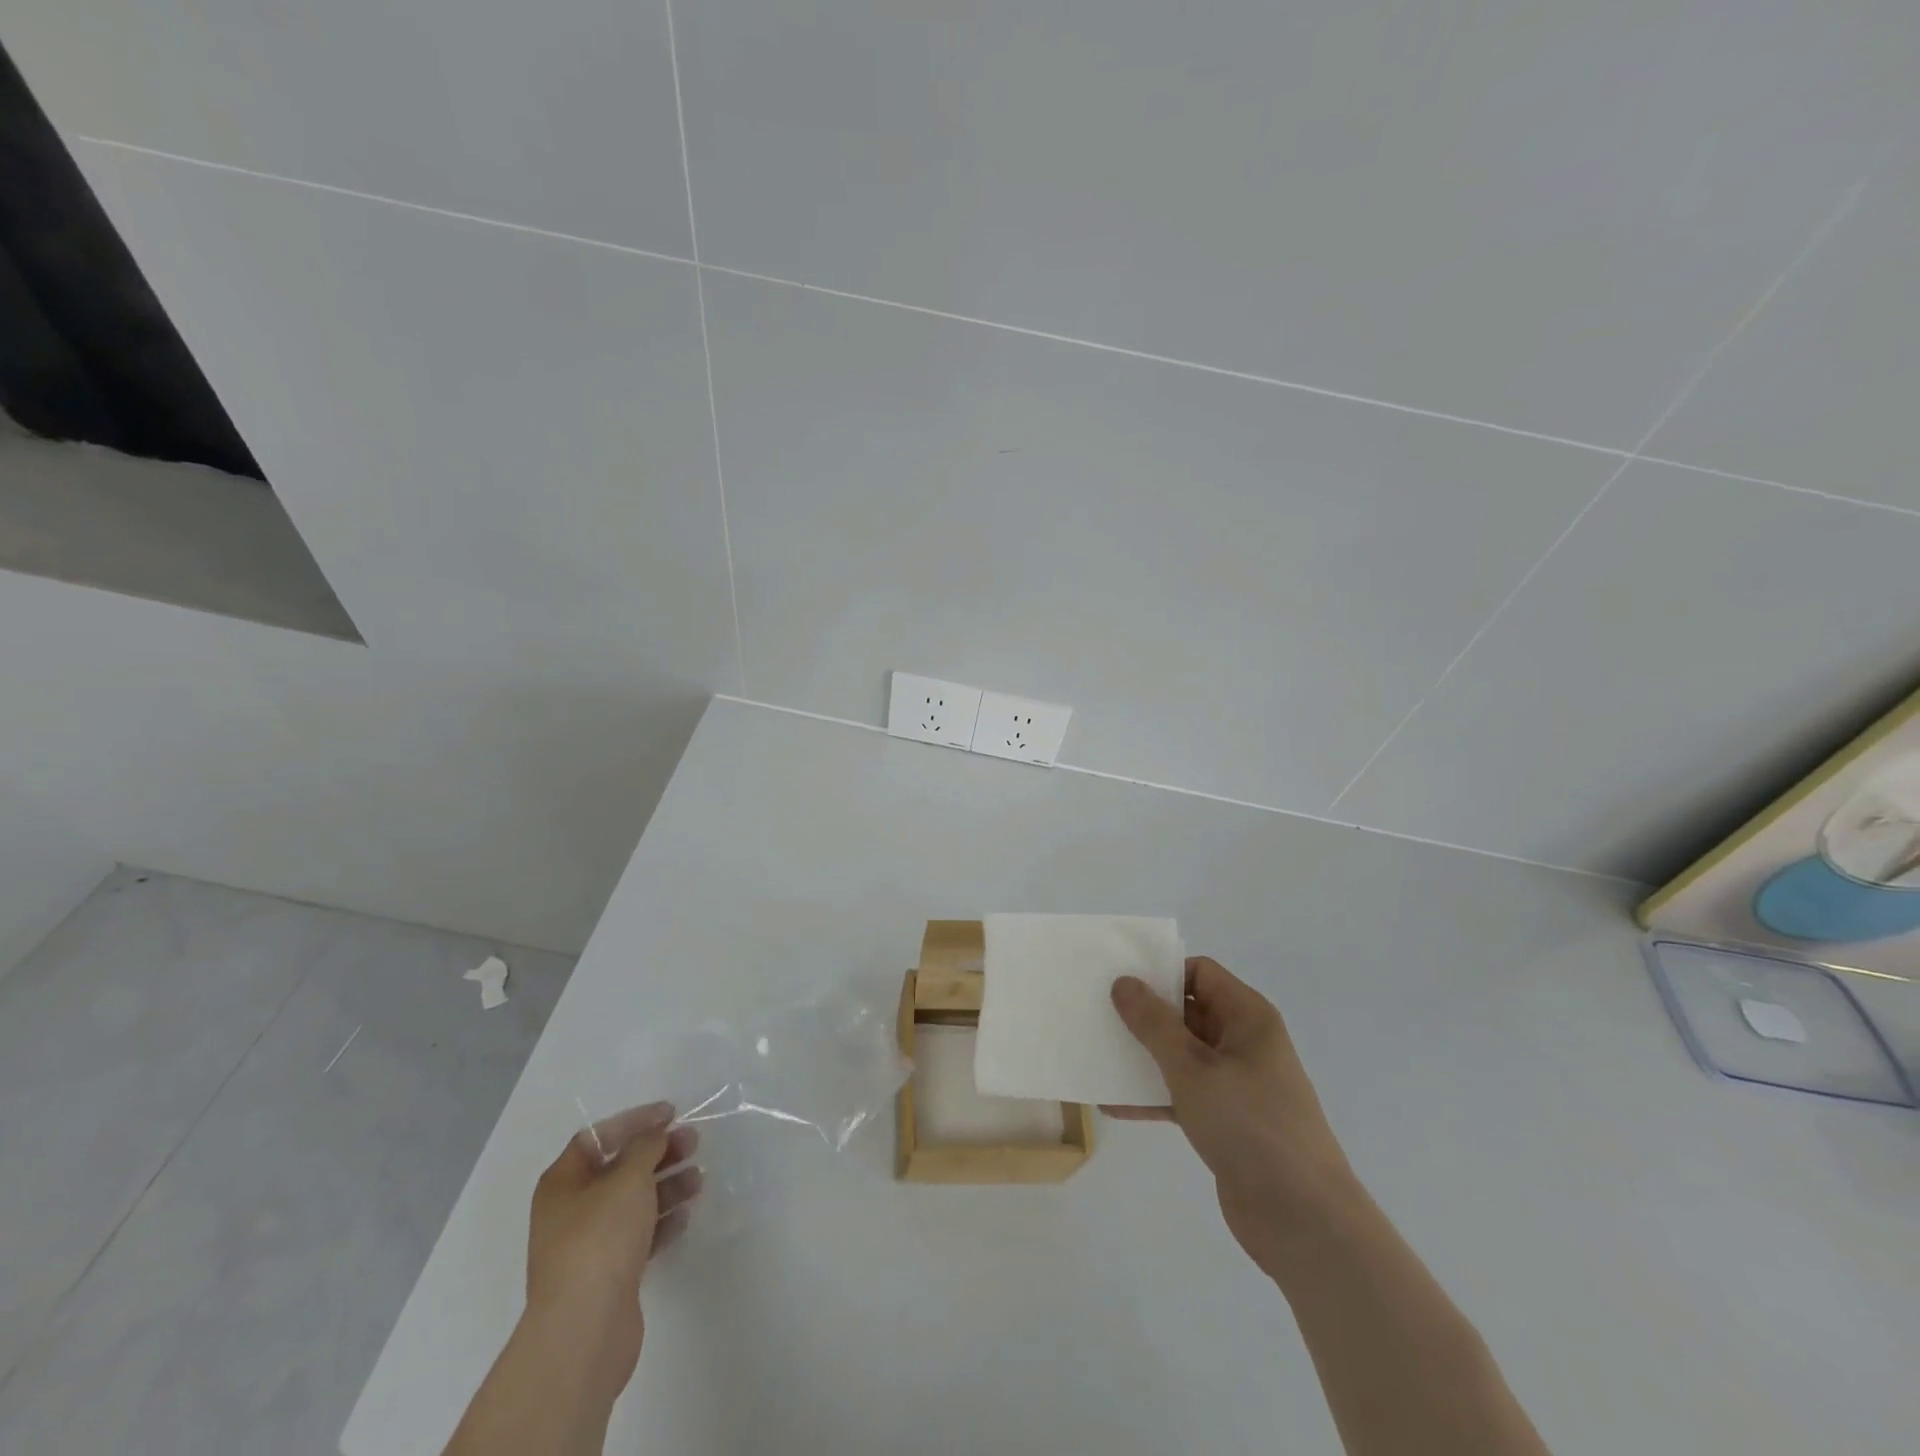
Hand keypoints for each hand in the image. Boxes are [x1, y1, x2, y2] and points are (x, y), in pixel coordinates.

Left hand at [524, 1102, 702, 1399]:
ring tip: (699, 1181)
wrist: (583, 1331)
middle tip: (694, 1143)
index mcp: (563, 1183)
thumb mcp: (627, 1179)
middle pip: (619, 1169)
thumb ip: (645, 1147)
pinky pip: (639, 1235)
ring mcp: (589, 1245)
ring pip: (633, 1202)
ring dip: (666, 1186)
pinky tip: (686, 1216)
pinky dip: (663, 1221)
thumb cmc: (600, 1240)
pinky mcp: (609, 1274)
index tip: (671, 1114)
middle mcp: (571, 1210)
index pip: (598, 1137)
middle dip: (658, 1153)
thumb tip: (655, 1134)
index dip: (634, 1121)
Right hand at [1108, 957, 1355, 1275]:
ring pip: (1182, 1055)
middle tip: (1097, 1013)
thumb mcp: (1192, 1068)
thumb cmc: (1249, 1125)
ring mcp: (1236, 1084)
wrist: (1303, 1221)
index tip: (1118, 981)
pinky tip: (1113, 1103)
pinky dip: (1153, 1096)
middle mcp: (1243, 1042)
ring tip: (1098, 1054)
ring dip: (1144, 1056)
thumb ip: (1154, 1023)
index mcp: (1247, 1017)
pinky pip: (1183, 1094)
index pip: (1200, 973)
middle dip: (1144, 1014)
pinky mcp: (1226, 1121)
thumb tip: (1124, 982)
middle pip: (1188, 1012)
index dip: (1161, 972)